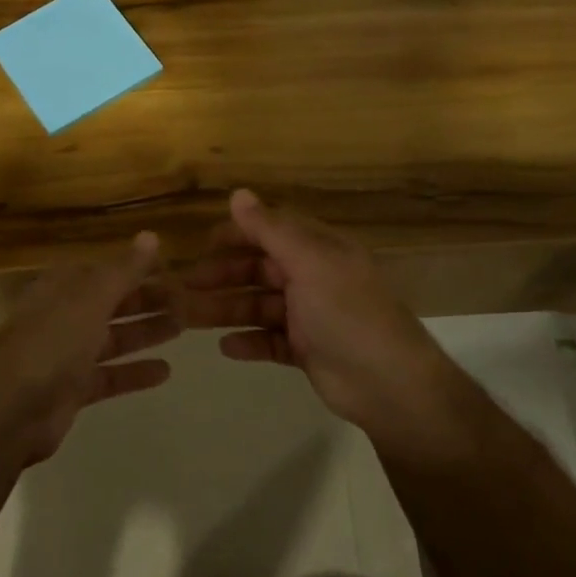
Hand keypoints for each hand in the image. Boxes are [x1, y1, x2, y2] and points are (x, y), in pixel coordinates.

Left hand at [0, 232, 178, 464]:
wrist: (9, 410)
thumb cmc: (50, 342)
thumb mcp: (90, 298)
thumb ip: (123, 270)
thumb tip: (151, 235)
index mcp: (61, 288)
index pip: (103, 270)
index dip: (136, 268)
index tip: (172, 268)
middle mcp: (63, 317)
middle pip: (111, 303)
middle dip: (147, 300)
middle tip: (188, 300)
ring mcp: (67, 355)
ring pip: (113, 338)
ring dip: (145, 332)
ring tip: (183, 327)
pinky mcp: (73, 390)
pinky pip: (110, 376)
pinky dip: (135, 372)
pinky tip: (165, 371)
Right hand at [183, 190, 482, 459]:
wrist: (389, 384)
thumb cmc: (348, 313)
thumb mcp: (309, 263)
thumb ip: (271, 230)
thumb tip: (238, 193)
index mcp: (319, 251)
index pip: (272, 231)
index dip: (237, 234)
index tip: (202, 244)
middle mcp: (314, 279)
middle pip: (260, 270)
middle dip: (223, 276)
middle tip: (186, 286)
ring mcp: (310, 316)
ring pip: (259, 306)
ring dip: (226, 309)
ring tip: (189, 318)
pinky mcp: (307, 350)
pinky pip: (269, 341)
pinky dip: (248, 342)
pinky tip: (225, 347)